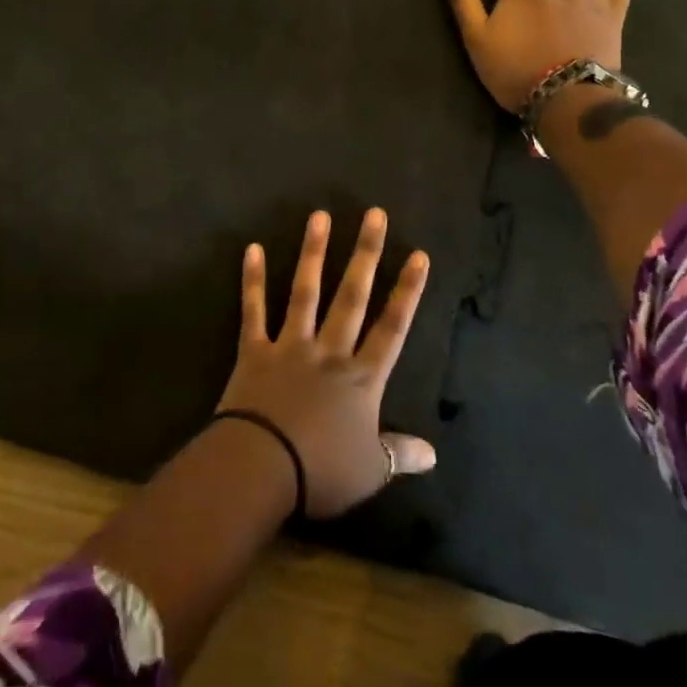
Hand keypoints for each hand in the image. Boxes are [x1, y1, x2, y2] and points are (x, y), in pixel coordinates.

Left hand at [217, 208, 436, 517]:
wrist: (262, 467)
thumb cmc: (321, 471)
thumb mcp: (371, 471)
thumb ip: (400, 454)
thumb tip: (434, 453)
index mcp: (361, 378)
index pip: (392, 327)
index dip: (407, 291)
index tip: (419, 255)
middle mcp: (329, 351)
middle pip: (352, 296)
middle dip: (365, 254)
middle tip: (374, 215)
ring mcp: (290, 346)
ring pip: (305, 291)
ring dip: (313, 253)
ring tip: (319, 215)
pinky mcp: (255, 351)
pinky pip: (253, 310)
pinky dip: (252, 280)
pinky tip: (252, 249)